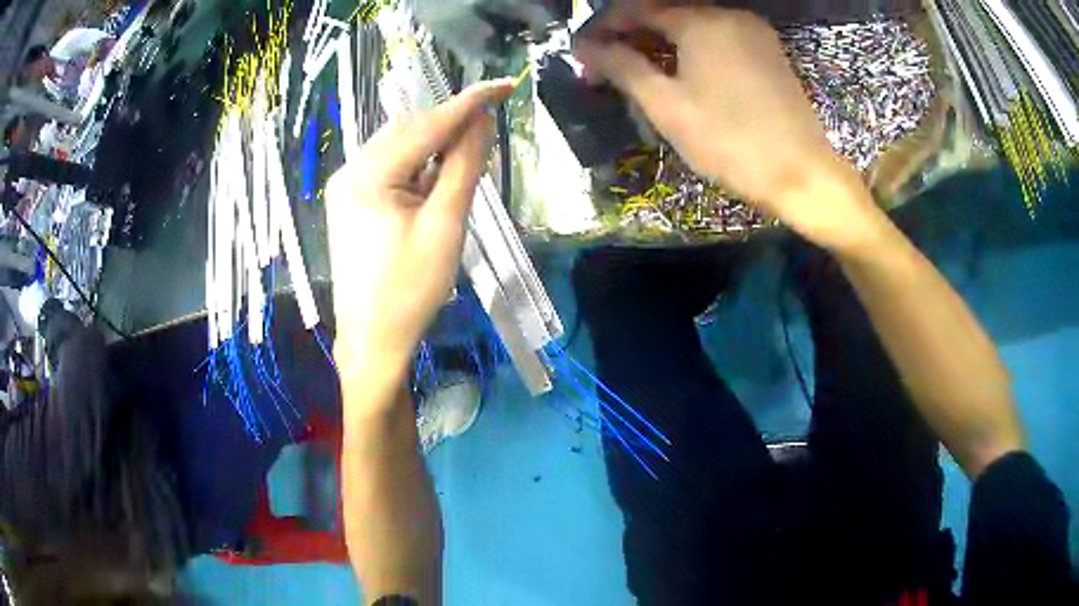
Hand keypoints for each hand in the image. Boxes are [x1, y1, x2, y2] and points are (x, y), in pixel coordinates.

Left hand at [326, 79, 512, 376]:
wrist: (373, 339)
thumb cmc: (411, 289)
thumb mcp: (445, 225)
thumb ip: (464, 166)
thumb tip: (483, 120)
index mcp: (368, 175)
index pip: (427, 126)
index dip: (469, 103)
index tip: (505, 84)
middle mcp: (350, 170)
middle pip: (408, 130)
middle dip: (450, 123)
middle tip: (489, 126)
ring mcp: (345, 186)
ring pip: (398, 146)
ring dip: (434, 143)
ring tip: (467, 152)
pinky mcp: (350, 201)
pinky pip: (388, 167)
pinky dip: (417, 163)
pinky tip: (436, 174)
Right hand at [574, 7, 883, 251]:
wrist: (803, 175)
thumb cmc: (730, 141)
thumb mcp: (667, 106)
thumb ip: (622, 67)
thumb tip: (584, 47)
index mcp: (701, 21)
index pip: (637, 9)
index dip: (604, 27)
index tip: (582, 52)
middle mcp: (728, 14)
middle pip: (667, 13)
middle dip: (631, 35)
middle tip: (606, 66)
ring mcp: (754, 32)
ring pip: (694, 25)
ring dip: (660, 42)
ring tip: (638, 72)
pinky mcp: (769, 52)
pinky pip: (719, 38)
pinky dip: (692, 48)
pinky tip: (680, 72)